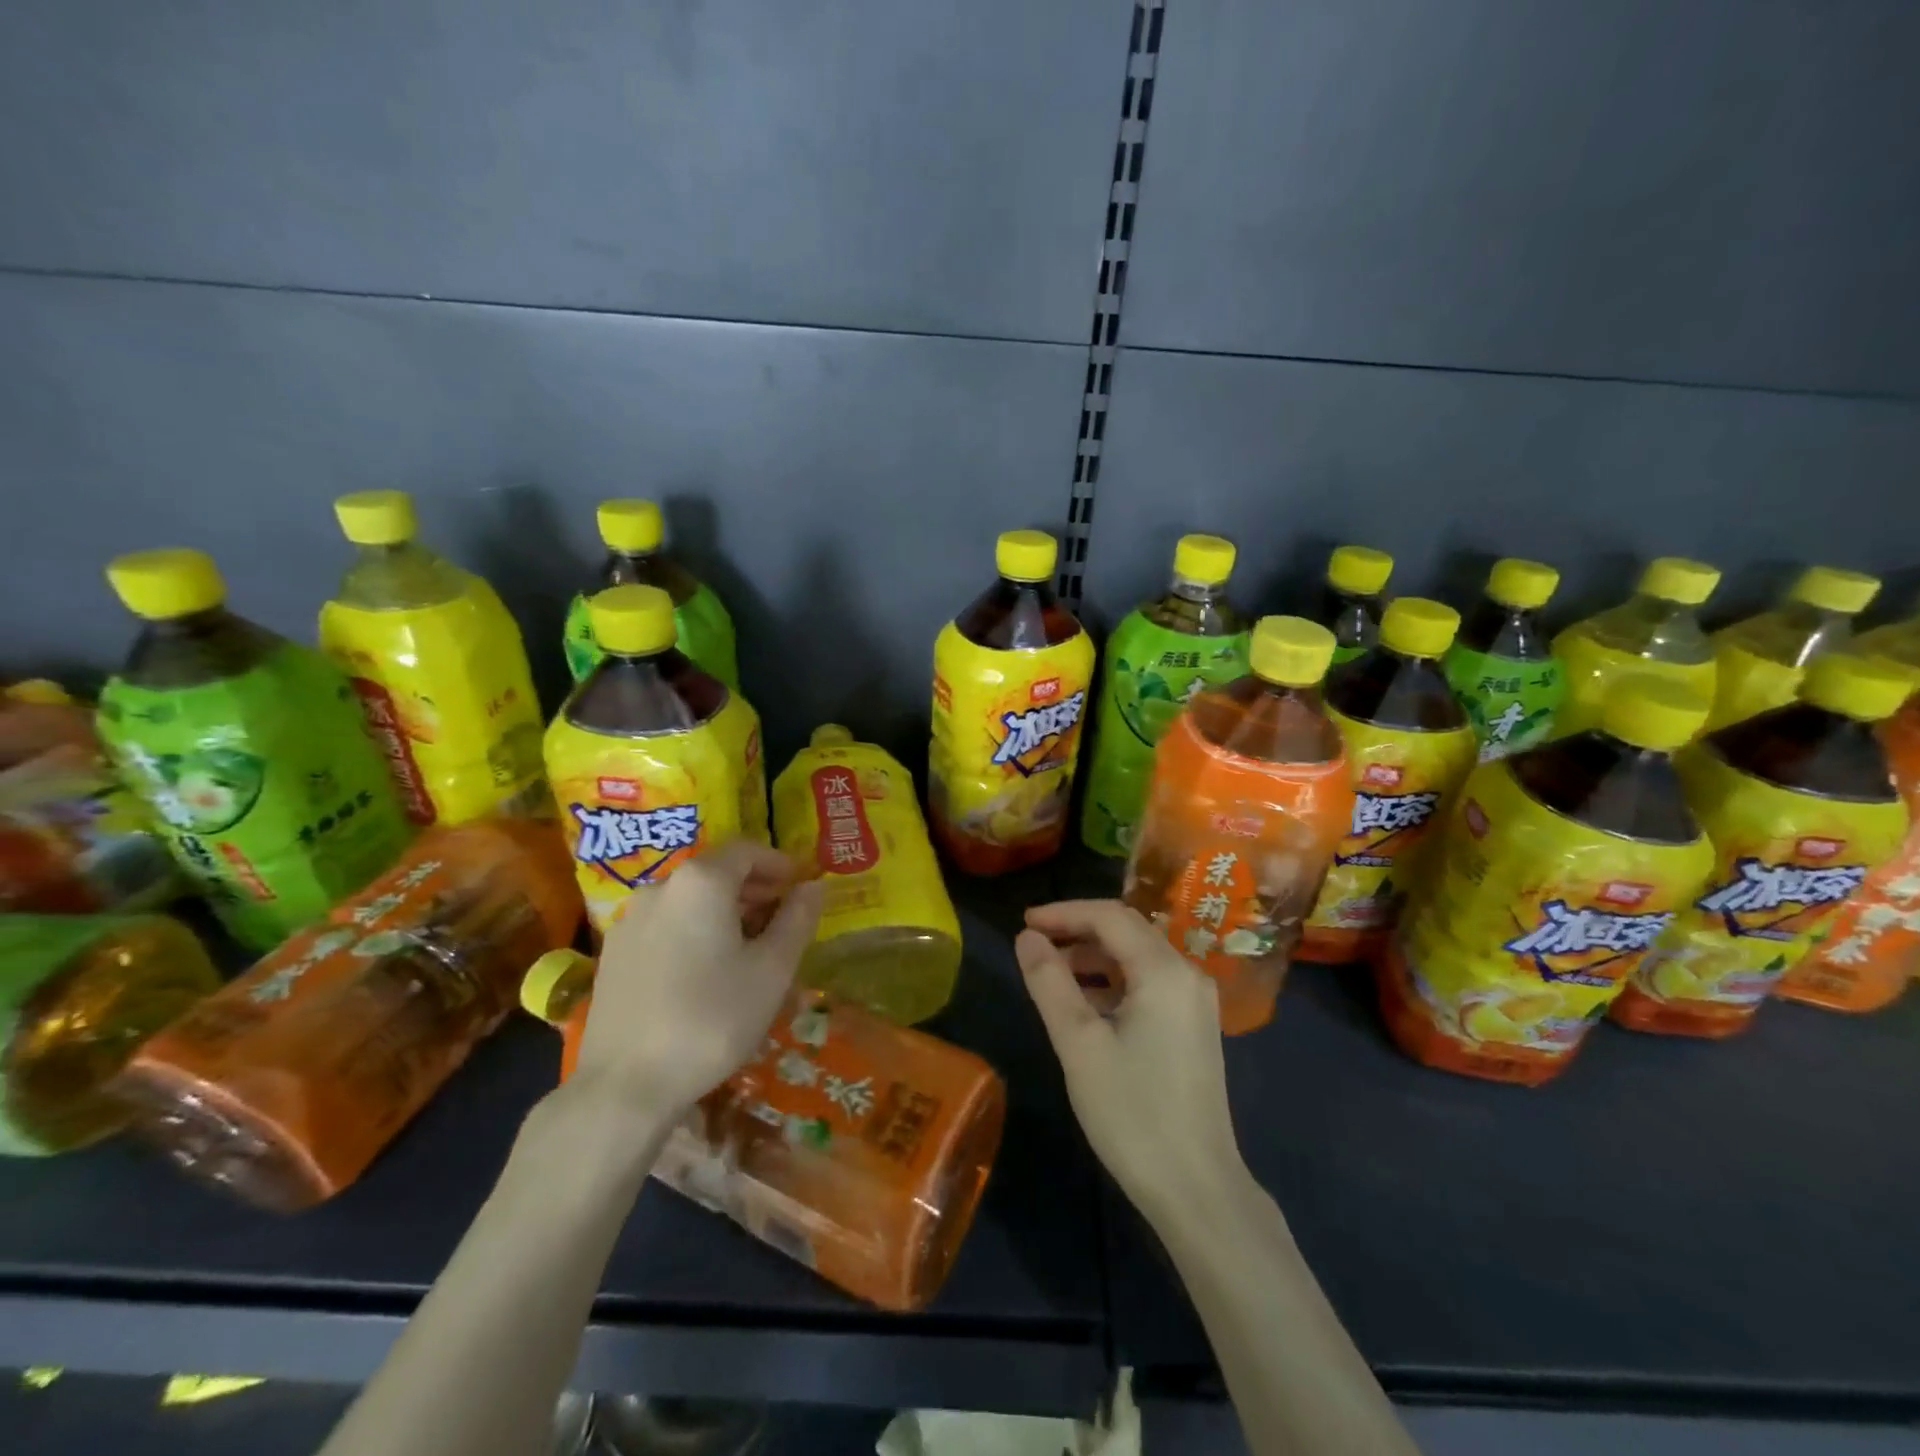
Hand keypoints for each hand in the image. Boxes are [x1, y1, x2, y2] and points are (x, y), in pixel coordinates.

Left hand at [572, 841, 824, 1117]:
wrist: (625, 1085)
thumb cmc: (712, 1019)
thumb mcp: (772, 969)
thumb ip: (797, 919)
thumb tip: (814, 886)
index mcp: (702, 882)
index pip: (747, 851)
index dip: (779, 864)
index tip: (800, 889)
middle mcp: (661, 888)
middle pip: (716, 872)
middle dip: (754, 889)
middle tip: (782, 920)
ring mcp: (630, 920)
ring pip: (689, 900)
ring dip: (724, 912)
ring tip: (748, 949)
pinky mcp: (613, 953)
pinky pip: (665, 925)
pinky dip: (693, 931)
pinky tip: (705, 972)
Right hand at [1015, 900, 1246, 1222]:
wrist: (1197, 1189)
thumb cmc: (1132, 1113)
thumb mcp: (1078, 1044)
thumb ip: (1050, 982)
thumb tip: (1026, 937)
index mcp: (1164, 971)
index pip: (1109, 916)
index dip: (1063, 912)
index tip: (1024, 922)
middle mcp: (1187, 974)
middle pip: (1127, 930)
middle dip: (1078, 930)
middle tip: (1033, 944)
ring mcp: (1195, 1002)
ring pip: (1138, 957)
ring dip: (1094, 957)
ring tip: (1052, 973)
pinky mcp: (1194, 1027)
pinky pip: (1150, 983)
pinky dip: (1114, 981)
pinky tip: (1086, 1004)